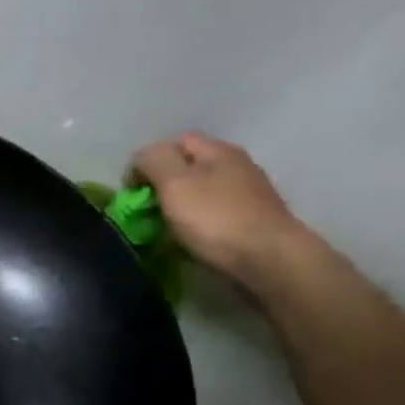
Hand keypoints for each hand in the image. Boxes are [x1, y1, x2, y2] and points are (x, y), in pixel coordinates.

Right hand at [130, 133, 314, 290]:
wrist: (270, 262)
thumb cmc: (216, 219)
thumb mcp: (174, 183)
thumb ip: (153, 161)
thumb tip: (142, 158)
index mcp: (218, 151)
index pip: (173, 142)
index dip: (147, 160)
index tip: (133, 189)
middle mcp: (237, 166)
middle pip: (188, 167)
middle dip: (163, 185)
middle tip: (147, 209)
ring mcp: (249, 195)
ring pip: (201, 192)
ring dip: (179, 206)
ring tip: (165, 227)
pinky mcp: (253, 221)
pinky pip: (214, 214)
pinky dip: (197, 223)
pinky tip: (190, 239)